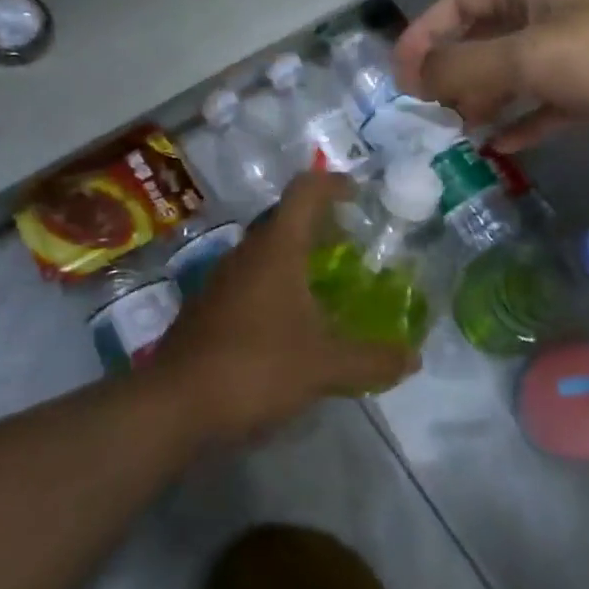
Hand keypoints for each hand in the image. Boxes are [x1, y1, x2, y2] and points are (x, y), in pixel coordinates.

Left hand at [153, 173, 418, 442]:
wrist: (174, 405)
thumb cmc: (255, 368)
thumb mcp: (324, 367)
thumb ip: (372, 360)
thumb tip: (414, 359)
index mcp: (276, 249)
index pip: (304, 192)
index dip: (333, 184)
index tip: (358, 194)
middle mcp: (246, 253)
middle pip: (284, 218)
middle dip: (319, 222)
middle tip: (351, 241)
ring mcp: (222, 279)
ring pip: (265, 250)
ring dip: (296, 254)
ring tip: (327, 280)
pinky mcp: (209, 307)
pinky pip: (250, 279)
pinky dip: (276, 283)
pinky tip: (292, 320)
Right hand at [394, 0, 588, 152]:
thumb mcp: (531, 55)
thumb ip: (465, 67)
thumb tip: (413, 79)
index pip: (460, 2)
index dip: (425, 33)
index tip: (400, 76)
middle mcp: (551, 15)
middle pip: (485, 40)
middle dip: (452, 73)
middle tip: (426, 112)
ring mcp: (578, 54)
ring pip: (514, 75)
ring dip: (484, 101)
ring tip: (457, 133)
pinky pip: (547, 105)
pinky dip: (523, 122)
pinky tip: (502, 147)